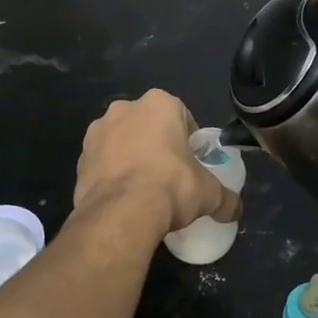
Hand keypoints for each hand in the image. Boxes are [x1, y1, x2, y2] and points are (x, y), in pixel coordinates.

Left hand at [72, 91, 240, 235]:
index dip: (188, 140)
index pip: (181, 116)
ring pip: (122, 142)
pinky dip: (111, 175)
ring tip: (143, 191)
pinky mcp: (80, 157)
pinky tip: (123, 199)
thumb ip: (225, 198)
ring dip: (131, 158)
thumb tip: (236, 210)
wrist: (121, 213)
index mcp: (159, 104)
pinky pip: (102, 163)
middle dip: (157, 145)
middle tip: (169, 176)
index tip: (192, 164)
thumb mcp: (208, 193)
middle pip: (148, 125)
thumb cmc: (171, 186)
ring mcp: (97, 132)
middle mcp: (124, 108)